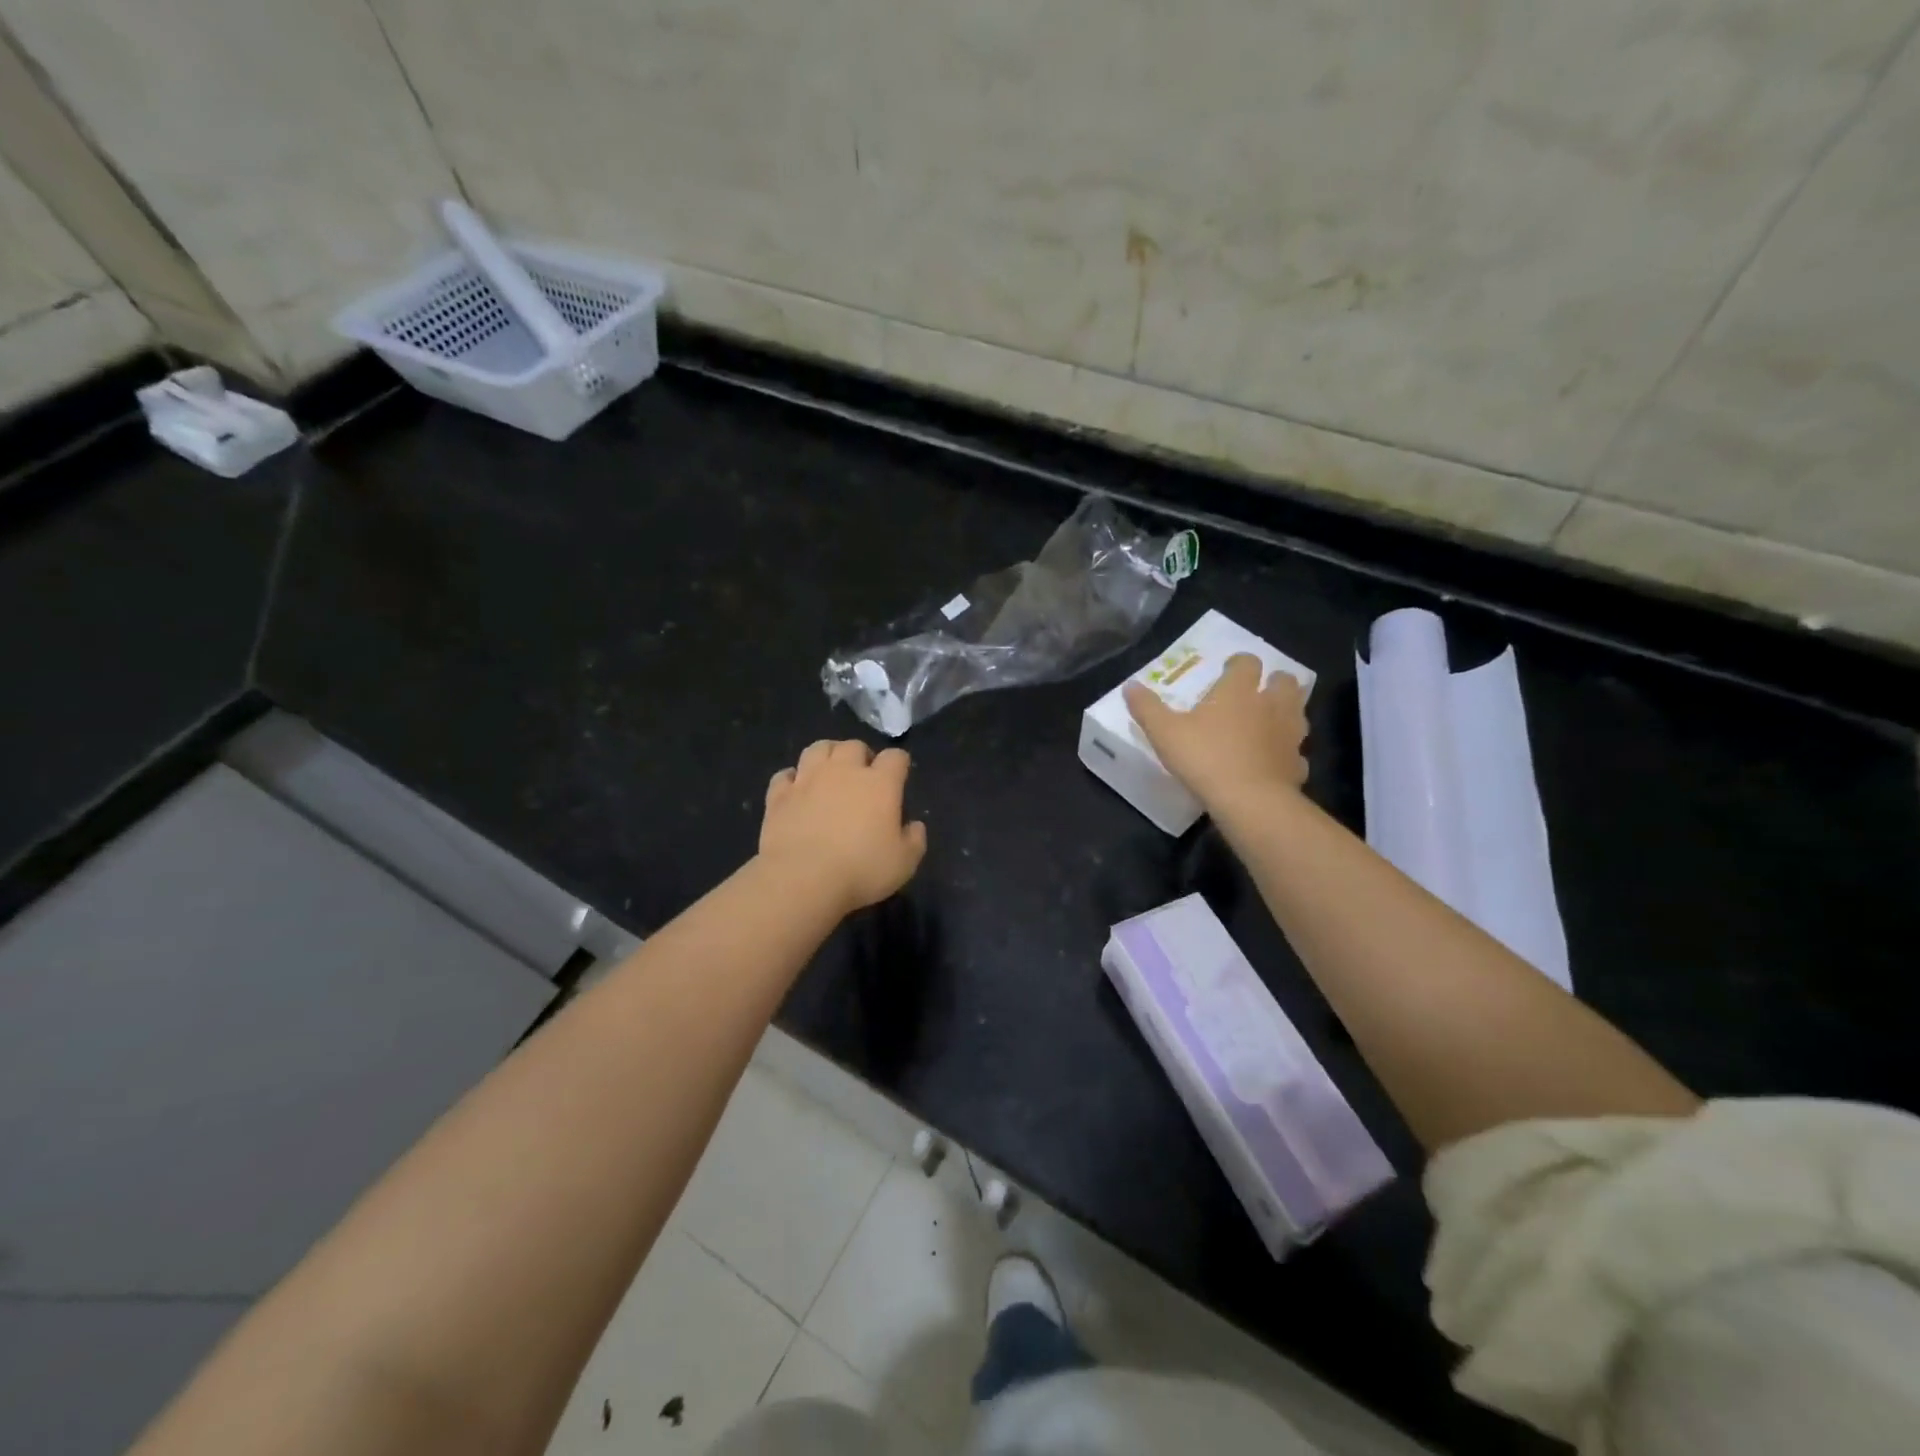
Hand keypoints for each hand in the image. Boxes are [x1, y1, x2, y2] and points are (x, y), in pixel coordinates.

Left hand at [760, 740, 927, 913]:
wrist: (802, 878)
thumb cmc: (861, 869)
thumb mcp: (904, 863)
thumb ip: (915, 840)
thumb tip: (915, 826)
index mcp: (880, 783)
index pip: (895, 757)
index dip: (899, 763)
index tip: (899, 777)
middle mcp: (844, 771)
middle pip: (854, 746)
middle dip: (861, 755)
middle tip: (862, 776)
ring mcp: (808, 780)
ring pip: (818, 749)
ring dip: (827, 755)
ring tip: (830, 772)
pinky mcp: (779, 795)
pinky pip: (784, 775)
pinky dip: (792, 779)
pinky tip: (796, 789)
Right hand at [1124, 654, 1307, 804]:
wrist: (1249, 800)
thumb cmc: (1205, 757)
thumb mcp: (1164, 732)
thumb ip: (1147, 707)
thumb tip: (1129, 685)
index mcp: (1239, 691)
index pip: (1247, 663)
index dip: (1239, 663)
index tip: (1228, 669)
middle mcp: (1271, 705)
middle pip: (1285, 682)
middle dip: (1274, 682)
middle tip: (1257, 692)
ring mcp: (1290, 735)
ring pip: (1298, 713)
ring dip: (1287, 713)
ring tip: (1270, 723)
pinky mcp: (1297, 765)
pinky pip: (1296, 754)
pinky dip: (1287, 754)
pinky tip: (1273, 763)